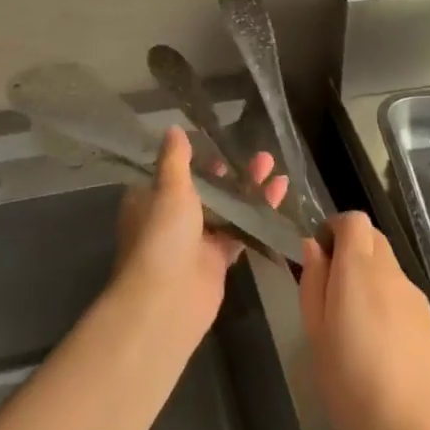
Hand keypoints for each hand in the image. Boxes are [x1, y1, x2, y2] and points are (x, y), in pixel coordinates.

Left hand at [114, 126, 287, 340]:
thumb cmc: (162, 236)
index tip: (219, 144)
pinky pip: (239, 230)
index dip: (196, 158)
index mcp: (150, 200)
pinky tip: (279, 194)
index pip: (173, 172)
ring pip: (225, 208)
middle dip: (231, 172)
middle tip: (259, 155)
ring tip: (273, 167)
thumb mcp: (169, 188)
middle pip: (205, 188)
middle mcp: (171, 218)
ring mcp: (195, 240)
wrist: (168, 301)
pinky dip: (257, 213)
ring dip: (248, 189)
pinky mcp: (217, 259)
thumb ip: (176, 159)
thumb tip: (173, 128)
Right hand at [298, 213, 429, 429]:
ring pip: (388, 268)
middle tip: (331, 292)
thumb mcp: (316, 338)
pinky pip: (402, 296)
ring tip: (354, 328)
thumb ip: (314, 285)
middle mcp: (390, 273)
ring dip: (369, 280)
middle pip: (373, 239)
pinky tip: (381, 348)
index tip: (319, 257)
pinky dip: (388, 304)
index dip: (334, 229)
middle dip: (351, 251)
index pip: (353, 220)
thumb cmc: (354, 388)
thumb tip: (312, 248)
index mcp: (359, 270)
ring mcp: (416, 297)